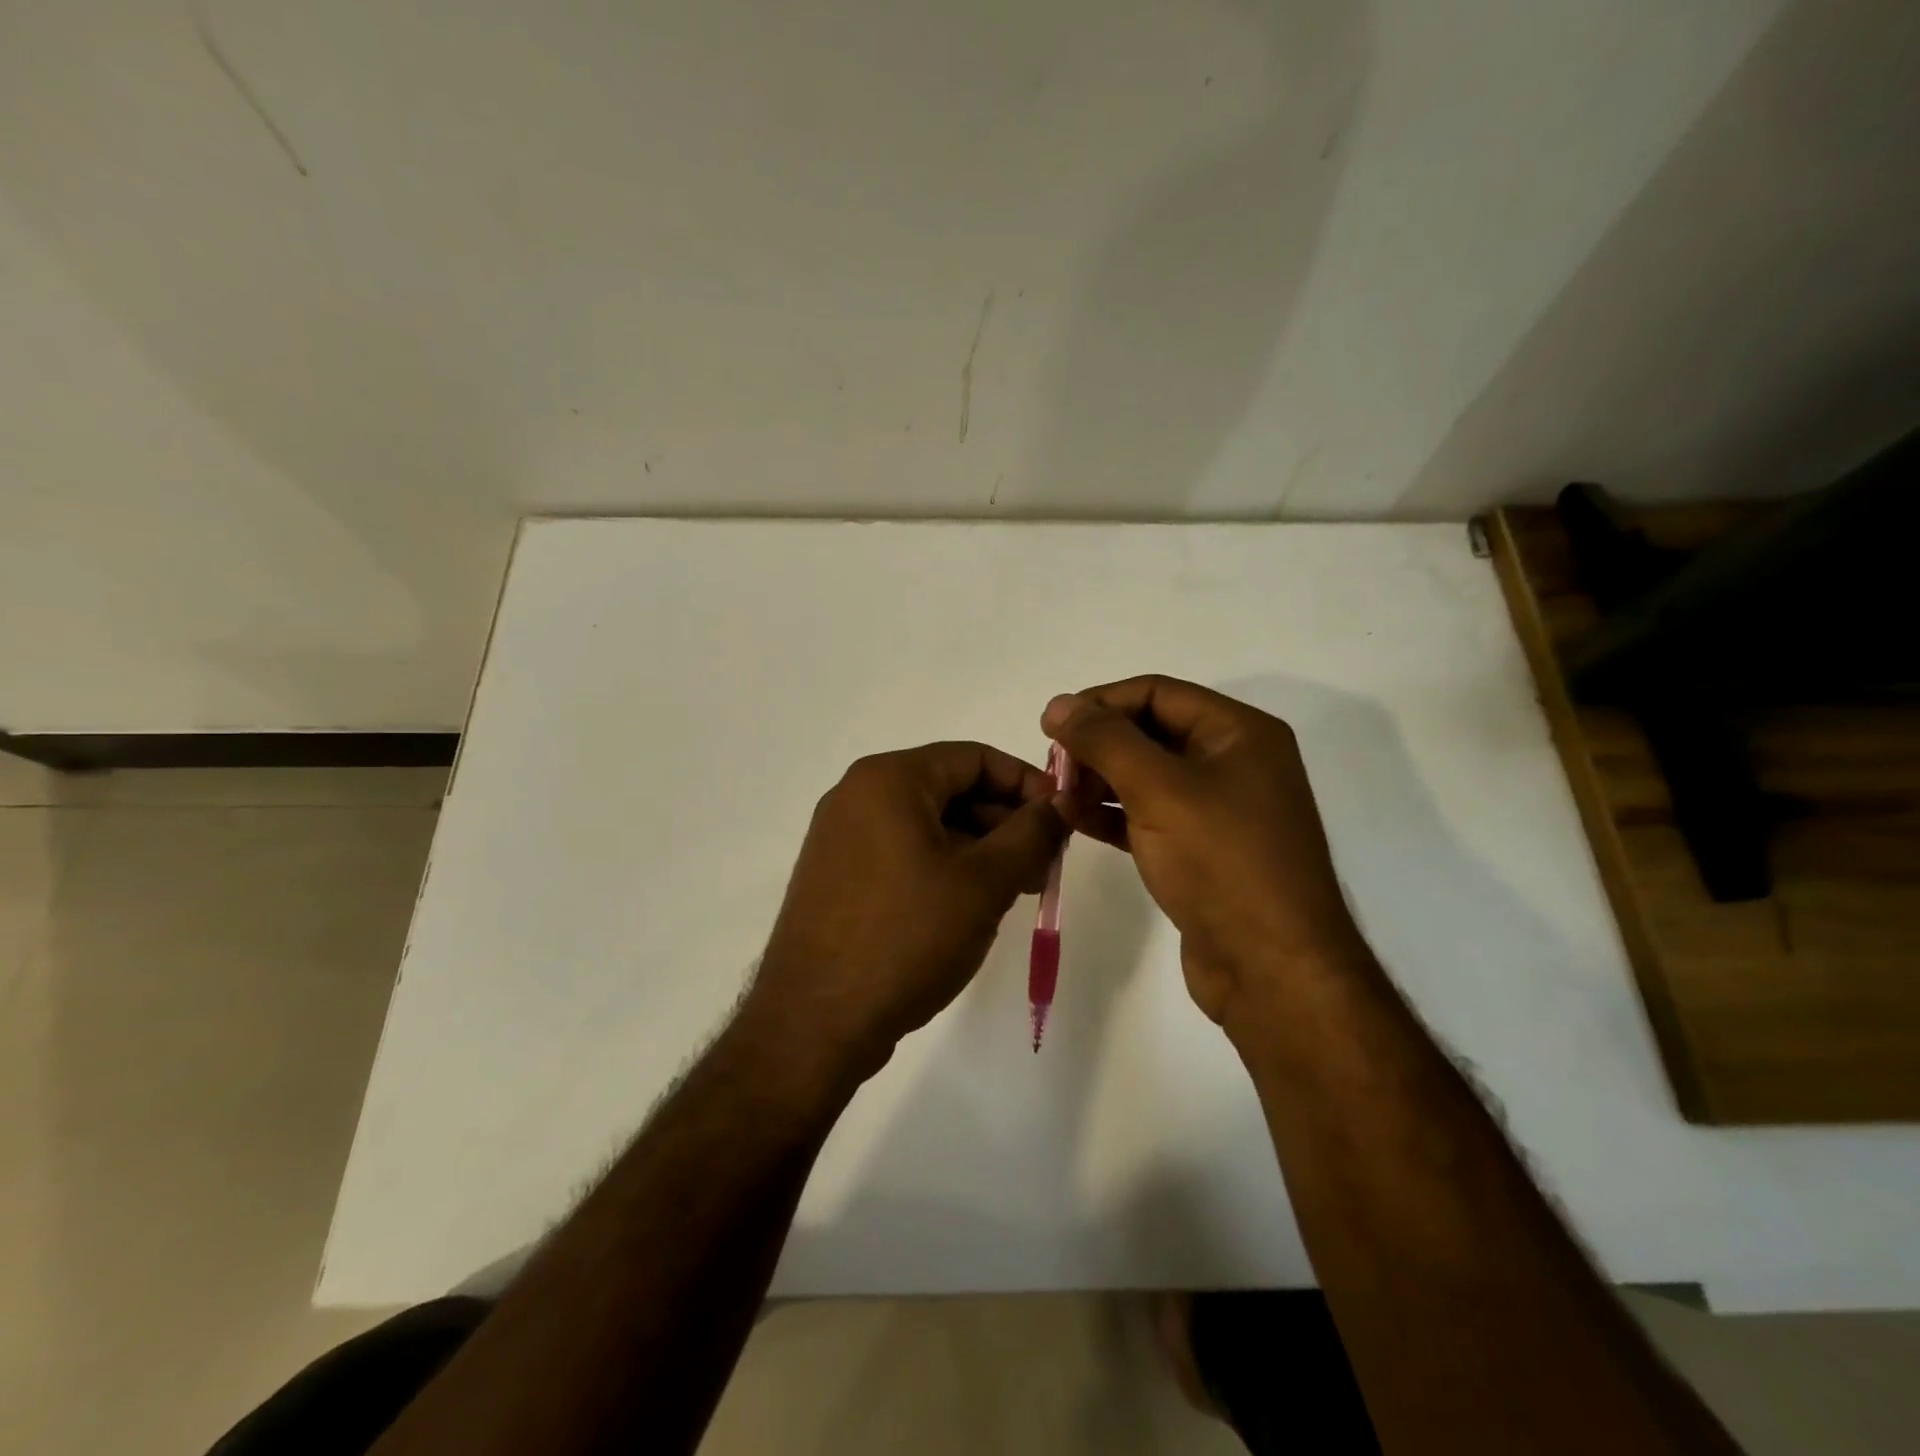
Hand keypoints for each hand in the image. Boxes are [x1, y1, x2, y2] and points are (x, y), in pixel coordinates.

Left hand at [744, 742, 1066, 1085]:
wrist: (814, 1023)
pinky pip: (902, 852)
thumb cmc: (907, 937)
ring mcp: (841, 837)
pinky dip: (944, 867)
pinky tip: (972, 906)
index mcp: (888, 779)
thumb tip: (1062, 801)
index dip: (1027, 783)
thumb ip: (1031, 833)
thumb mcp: (984, 882)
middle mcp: (857, 795)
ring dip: (979, 849)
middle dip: (1005, 822)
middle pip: (950, 789)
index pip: (974, 758)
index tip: (1062, 819)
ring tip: (1017, 890)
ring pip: (928, 825)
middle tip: (1045, 865)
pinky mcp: (837, 875)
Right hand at [1041, 676, 1365, 1026]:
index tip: (1052, 726)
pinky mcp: (1203, 849)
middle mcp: (1234, 761)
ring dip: (1099, 781)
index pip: (1157, 692)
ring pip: (1147, 776)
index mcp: (1239, 732)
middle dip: (1098, 746)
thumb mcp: (1158, 789)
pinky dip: (1113, 814)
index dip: (1101, 703)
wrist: (1272, 969)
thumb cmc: (1221, 862)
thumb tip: (1058, 704)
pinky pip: (1150, 814)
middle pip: (1151, 731)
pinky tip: (1076, 821)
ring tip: (1057, 797)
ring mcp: (1220, 808)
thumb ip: (1105, 741)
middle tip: (1053, 769)